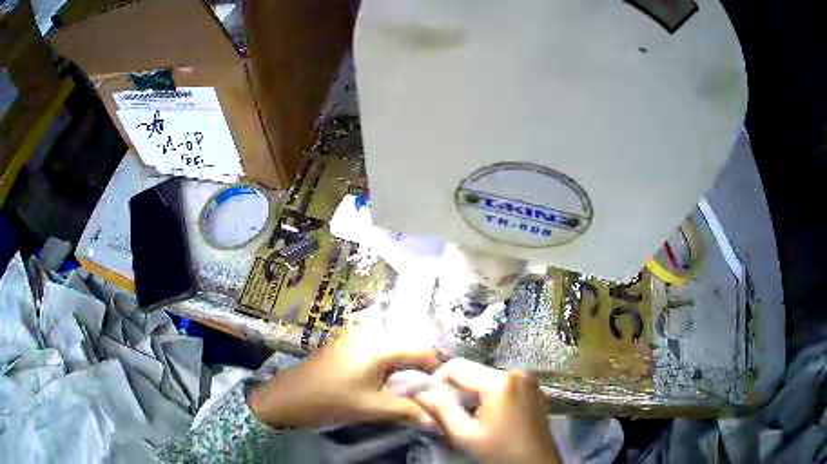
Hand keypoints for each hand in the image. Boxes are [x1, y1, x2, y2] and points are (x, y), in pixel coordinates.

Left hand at [249, 327, 439, 427]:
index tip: (441, 387)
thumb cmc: (331, 400)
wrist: (289, 396)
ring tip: (405, 389)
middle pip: (406, 346)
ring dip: (402, 367)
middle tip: (424, 391)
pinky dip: (386, 364)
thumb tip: (435, 419)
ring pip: (391, 347)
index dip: (435, 368)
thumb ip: (407, 410)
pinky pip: (375, 349)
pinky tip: (383, 382)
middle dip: (418, 368)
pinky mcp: (344, 343)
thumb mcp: (371, 407)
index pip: (420, 350)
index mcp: (378, 346)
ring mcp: (354, 336)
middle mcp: (368, 334)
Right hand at [413, 359, 559, 463]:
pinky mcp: (534, 390)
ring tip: (467, 417)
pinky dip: (489, 396)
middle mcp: (517, 372)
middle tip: (448, 414)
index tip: (431, 402)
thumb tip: (418, 390)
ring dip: (472, 394)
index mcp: (500, 381)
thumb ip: (440, 409)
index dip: (437, 381)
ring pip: (487, 378)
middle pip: (473, 372)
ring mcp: (529, 380)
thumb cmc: (501, 453)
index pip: (456, 367)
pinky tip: (488, 417)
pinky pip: (503, 385)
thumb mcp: (465, 435)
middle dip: (455, 390)